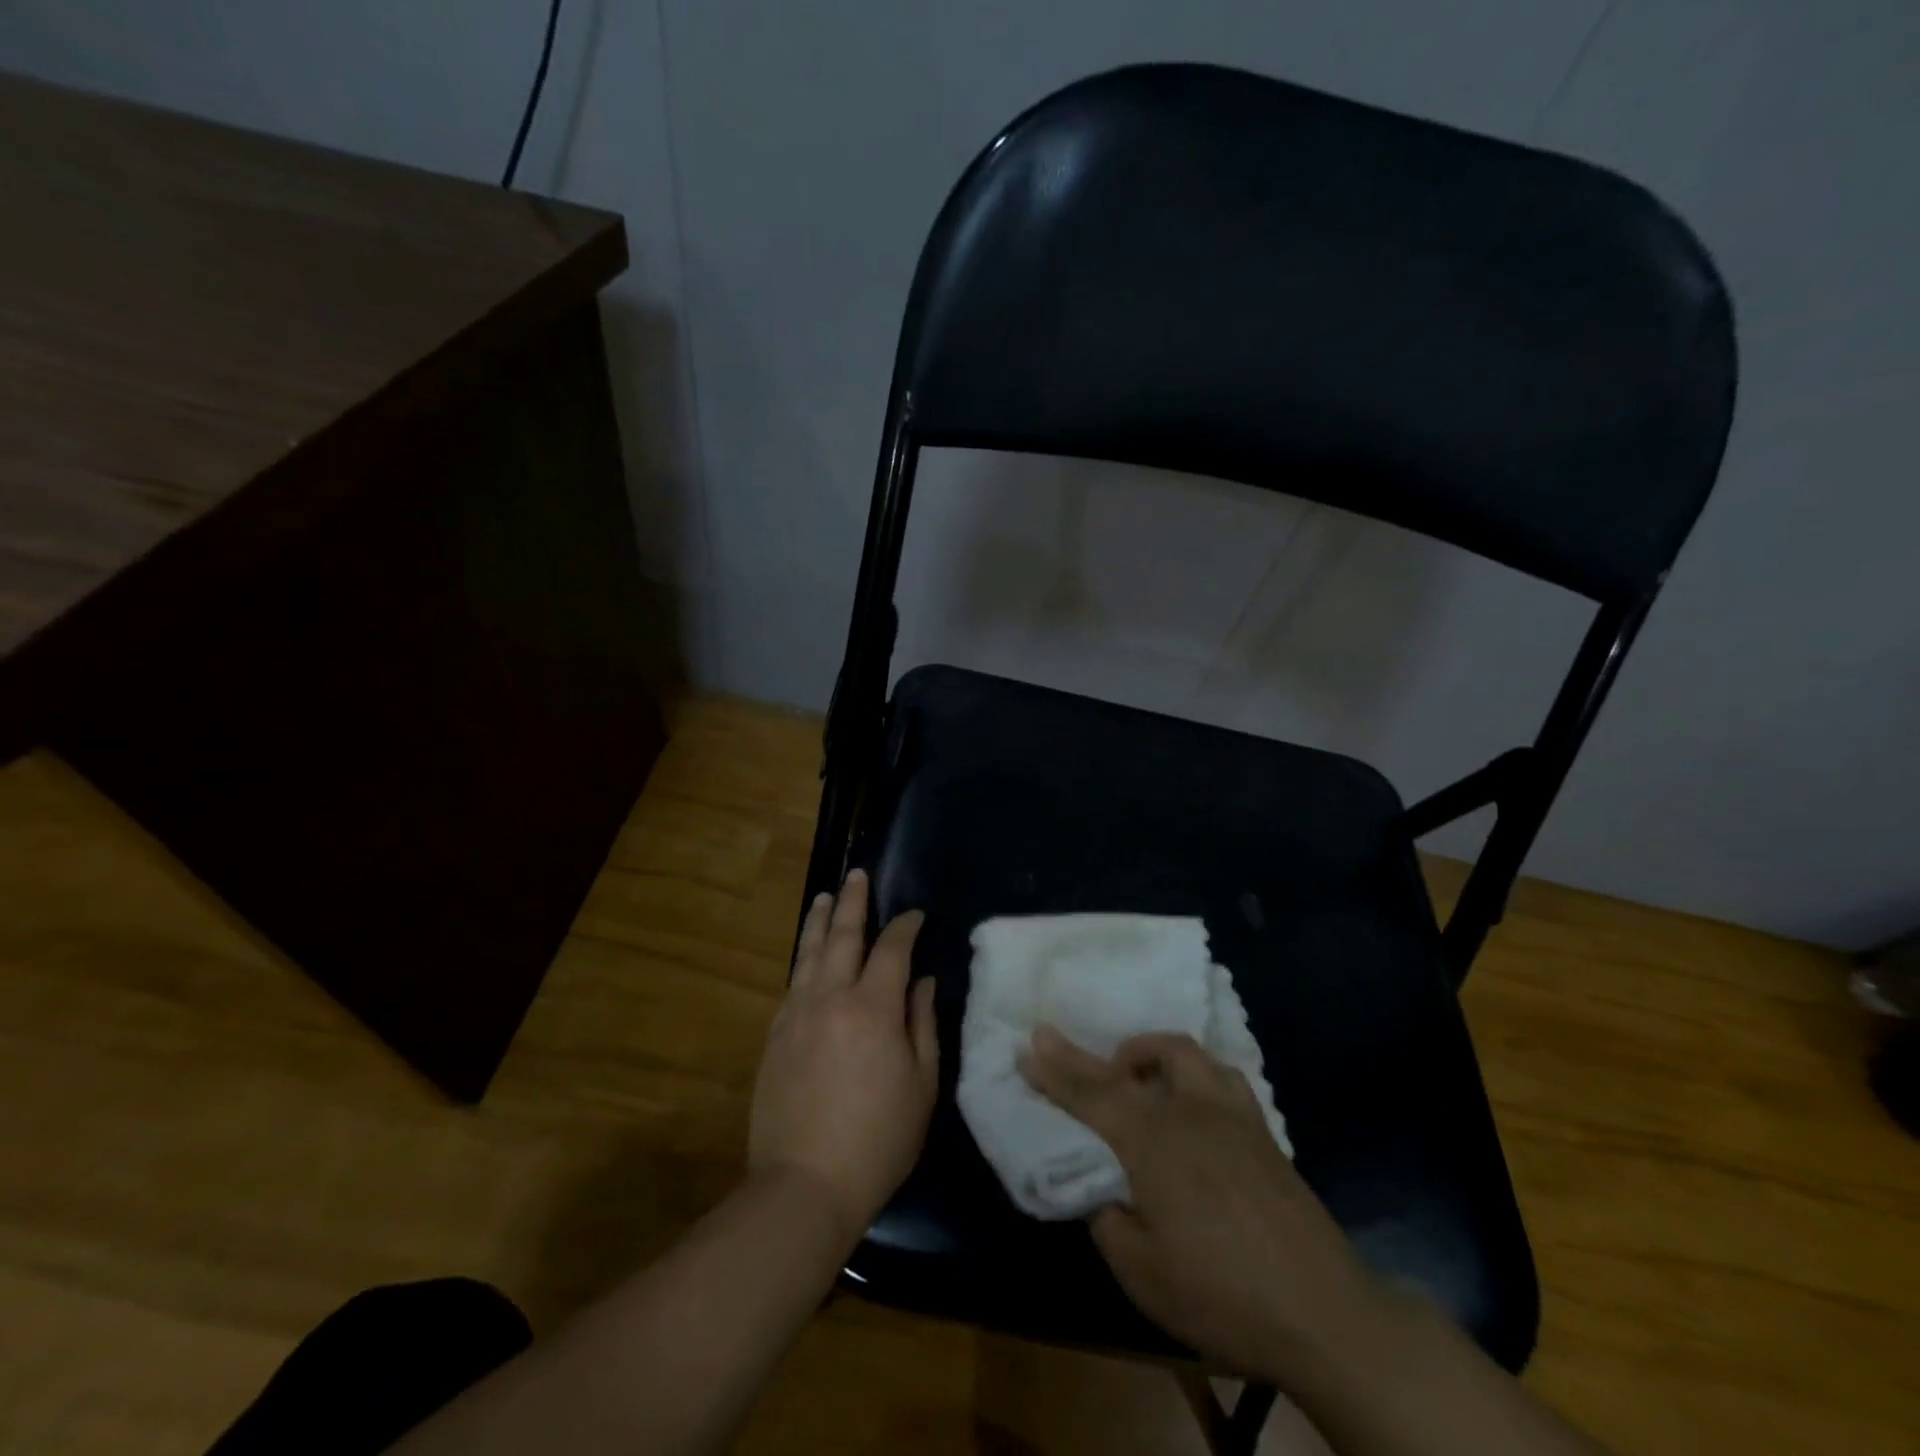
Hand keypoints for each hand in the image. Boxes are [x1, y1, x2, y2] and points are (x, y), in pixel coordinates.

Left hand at [748, 871, 936, 1247]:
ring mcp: (797, 1014)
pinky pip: (793, 982)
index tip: (915, 915)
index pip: (891, 949)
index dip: (905, 926)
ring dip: (819, 920)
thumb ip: (922, 1024)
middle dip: (853, 902)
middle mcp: (831, 998)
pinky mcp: (775, 1034)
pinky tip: (807, 954)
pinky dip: (803, 958)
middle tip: (857, 875)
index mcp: (873, 1008)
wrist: (804, 1184)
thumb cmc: (878, 1139)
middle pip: (843, 935)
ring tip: (825, 895)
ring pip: (808, 952)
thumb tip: (921, 982)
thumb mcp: (922, 1086)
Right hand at [1020, 1027, 1380, 1381]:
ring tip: (1137, 1074)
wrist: (1324, 1313)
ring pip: (1185, 1053)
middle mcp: (1188, 1111)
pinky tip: (1193, 1101)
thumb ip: (1110, 1219)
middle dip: (1091, 1054)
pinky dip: (1194, 1073)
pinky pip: (1220, 1076)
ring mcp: (1231, 1114)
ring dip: (1151, 1051)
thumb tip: (1105, 1190)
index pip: (1091, 1094)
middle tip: (1063, 1046)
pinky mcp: (1262, 1130)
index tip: (1027, 1045)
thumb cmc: (1222, 1295)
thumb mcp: (1142, 1273)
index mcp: (1152, 1142)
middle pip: (1131, 1064)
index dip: (1054, 1071)